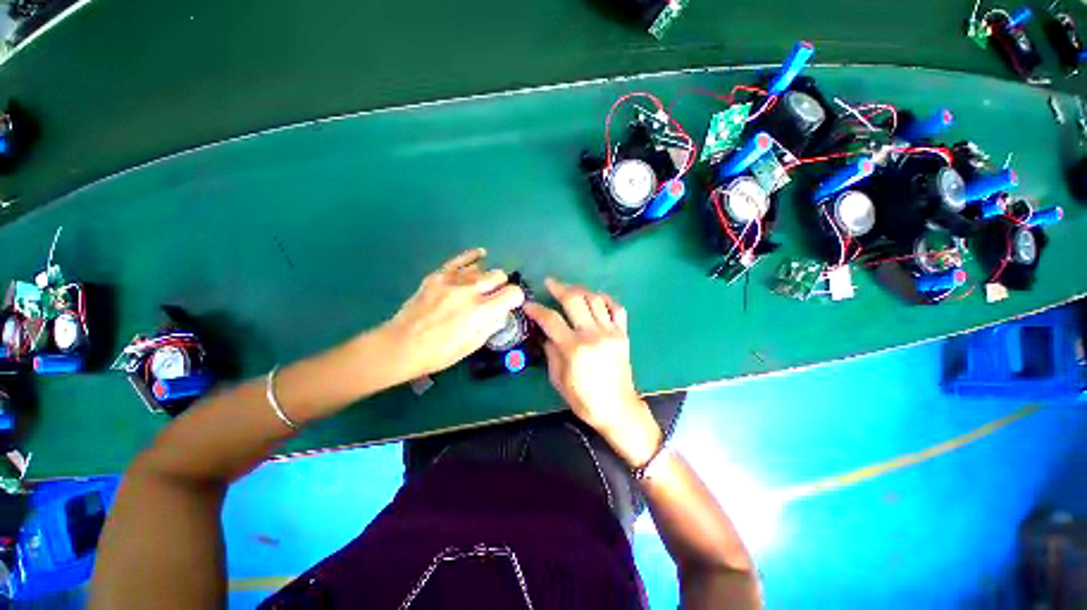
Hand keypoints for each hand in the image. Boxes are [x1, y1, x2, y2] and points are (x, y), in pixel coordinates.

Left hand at [382, 248, 524, 379]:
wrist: (402, 345)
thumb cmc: (440, 352)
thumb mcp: (473, 344)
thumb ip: (492, 324)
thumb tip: (502, 311)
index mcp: (481, 312)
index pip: (513, 293)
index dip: (516, 298)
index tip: (511, 303)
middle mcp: (470, 291)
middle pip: (499, 275)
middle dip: (502, 286)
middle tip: (494, 297)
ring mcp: (452, 280)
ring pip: (482, 268)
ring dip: (486, 278)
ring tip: (481, 287)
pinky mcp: (438, 275)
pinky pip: (460, 259)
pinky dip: (473, 256)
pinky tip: (480, 255)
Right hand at [524, 278, 661, 466]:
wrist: (618, 408)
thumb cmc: (584, 399)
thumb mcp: (559, 379)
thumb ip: (551, 352)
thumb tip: (546, 333)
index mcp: (574, 349)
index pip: (551, 320)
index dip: (537, 309)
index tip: (528, 304)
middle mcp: (593, 335)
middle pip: (575, 300)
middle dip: (559, 288)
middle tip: (550, 283)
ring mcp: (611, 332)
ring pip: (595, 299)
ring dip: (580, 290)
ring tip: (570, 289)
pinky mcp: (623, 334)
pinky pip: (617, 308)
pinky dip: (606, 299)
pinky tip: (596, 297)